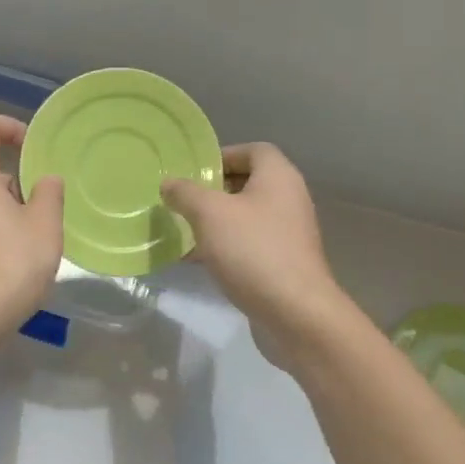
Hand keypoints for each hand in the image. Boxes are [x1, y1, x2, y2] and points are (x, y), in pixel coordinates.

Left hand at [0, 114, 64, 333]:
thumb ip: (49, 193)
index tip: (32, 149)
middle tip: (42, 208)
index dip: (9, 127)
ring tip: (30, 239)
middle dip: (13, 179)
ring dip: (2, 208)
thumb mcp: (45, 225)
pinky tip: (8, 262)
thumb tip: (45, 180)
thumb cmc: (11, 264)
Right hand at [162, 144, 348, 341]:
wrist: (295, 312)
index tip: (193, 173)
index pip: (253, 150)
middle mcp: (289, 199)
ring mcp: (288, 233)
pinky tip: (197, 261)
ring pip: (246, 217)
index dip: (223, 156)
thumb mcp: (209, 214)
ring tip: (184, 232)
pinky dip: (225, 247)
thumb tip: (169, 183)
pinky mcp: (283, 263)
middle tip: (183, 202)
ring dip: (216, 222)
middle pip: (248, 183)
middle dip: (213, 191)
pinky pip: (249, 244)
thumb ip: (185, 193)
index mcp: (278, 177)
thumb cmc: (252, 250)